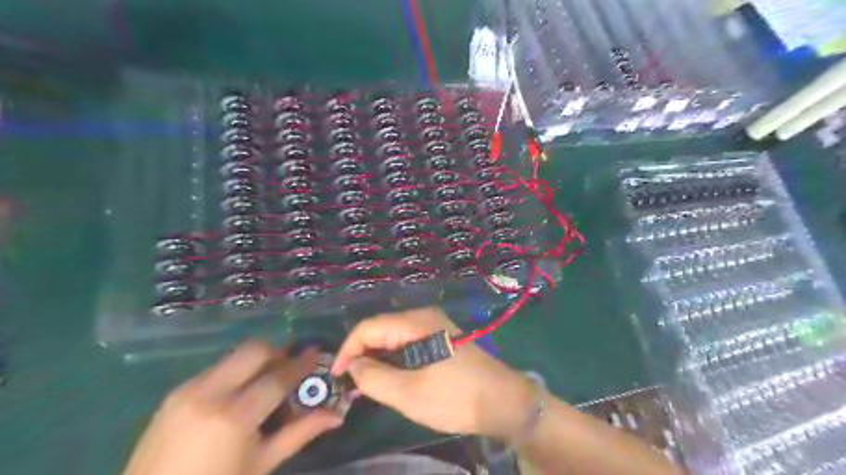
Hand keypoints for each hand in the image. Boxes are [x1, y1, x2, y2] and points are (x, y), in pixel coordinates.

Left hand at [123, 341, 338, 474]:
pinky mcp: (175, 392)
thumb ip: (299, 433)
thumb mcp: (261, 464)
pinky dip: (236, 371)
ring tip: (267, 378)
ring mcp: (188, 390)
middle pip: (254, 350)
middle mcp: (210, 393)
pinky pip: (216, 368)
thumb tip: (336, 416)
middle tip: (291, 365)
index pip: (277, 376)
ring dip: (257, 359)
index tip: (316, 353)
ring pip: (234, 355)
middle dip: (278, 351)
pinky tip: (239, 393)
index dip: (301, 363)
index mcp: (234, 417)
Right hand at [333, 308, 533, 440]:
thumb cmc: (457, 397)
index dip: (347, 349)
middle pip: (380, 329)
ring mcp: (434, 326)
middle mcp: (423, 316)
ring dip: (376, 357)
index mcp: (416, 322)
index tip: (336, 377)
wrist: (504, 402)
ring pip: (393, 336)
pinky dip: (393, 358)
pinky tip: (388, 376)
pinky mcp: (440, 338)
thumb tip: (352, 366)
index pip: (368, 327)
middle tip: (348, 384)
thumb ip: (374, 378)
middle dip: (361, 354)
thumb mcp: (410, 394)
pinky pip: (407, 342)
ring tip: (364, 384)